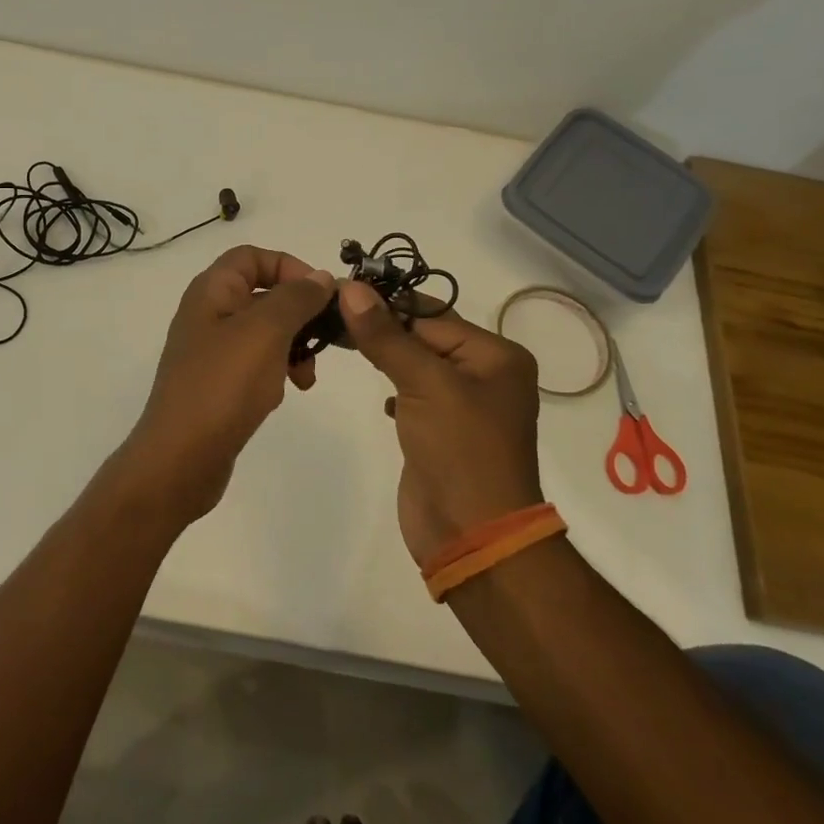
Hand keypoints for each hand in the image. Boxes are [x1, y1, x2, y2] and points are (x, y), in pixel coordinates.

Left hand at [122, 246, 336, 521]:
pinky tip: (288, 391)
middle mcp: (208, 314)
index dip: (290, 266)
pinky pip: (256, 364)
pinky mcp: (218, 384)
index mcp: (212, 291)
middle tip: (325, 336)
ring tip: (306, 375)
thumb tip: (320, 277)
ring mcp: (211, 351)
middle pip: (263, 294)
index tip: (321, 294)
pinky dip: (277, 371)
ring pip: (265, 332)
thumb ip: (296, 298)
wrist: (181, 457)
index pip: (253, 256)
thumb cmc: (223, 385)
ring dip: (293, 346)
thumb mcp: (266, 331)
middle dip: (299, 312)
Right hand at [338, 282, 544, 565]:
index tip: (339, 289)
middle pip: (423, 336)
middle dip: (380, 326)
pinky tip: (380, 397)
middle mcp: (484, 374)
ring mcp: (463, 405)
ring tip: (339, 340)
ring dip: (383, 354)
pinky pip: (414, 394)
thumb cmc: (460, 450)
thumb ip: (386, 336)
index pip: (431, 315)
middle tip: (328, 312)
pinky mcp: (441, 431)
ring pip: (415, 364)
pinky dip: (394, 389)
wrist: (473, 535)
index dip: (385, 301)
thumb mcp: (425, 384)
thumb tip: (351, 288)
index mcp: (495, 355)